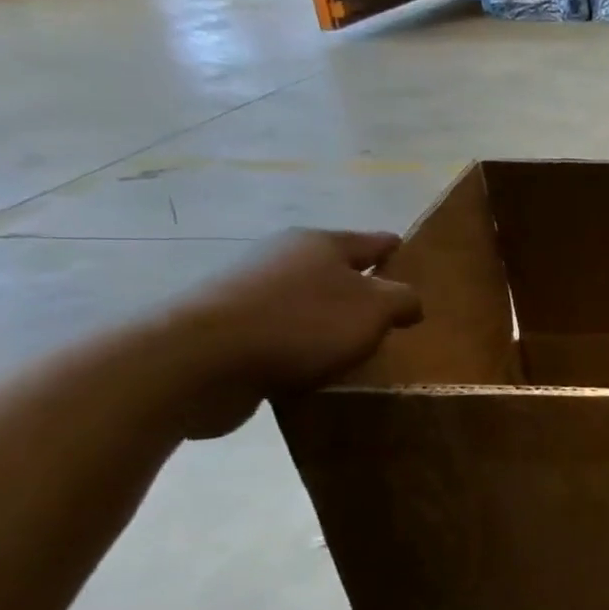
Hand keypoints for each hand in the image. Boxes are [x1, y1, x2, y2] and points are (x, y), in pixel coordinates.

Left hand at [170, 229, 421, 437]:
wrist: (197, 361)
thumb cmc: (300, 324)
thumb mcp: (374, 310)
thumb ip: (404, 301)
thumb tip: (409, 302)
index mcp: (322, 243)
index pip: (373, 241)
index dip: (395, 250)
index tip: (411, 259)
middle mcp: (283, 257)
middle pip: (335, 270)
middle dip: (360, 288)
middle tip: (388, 315)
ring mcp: (248, 290)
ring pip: (305, 301)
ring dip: (326, 320)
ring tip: (352, 348)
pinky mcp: (225, 327)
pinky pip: (279, 332)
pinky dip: (297, 345)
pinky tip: (311, 368)